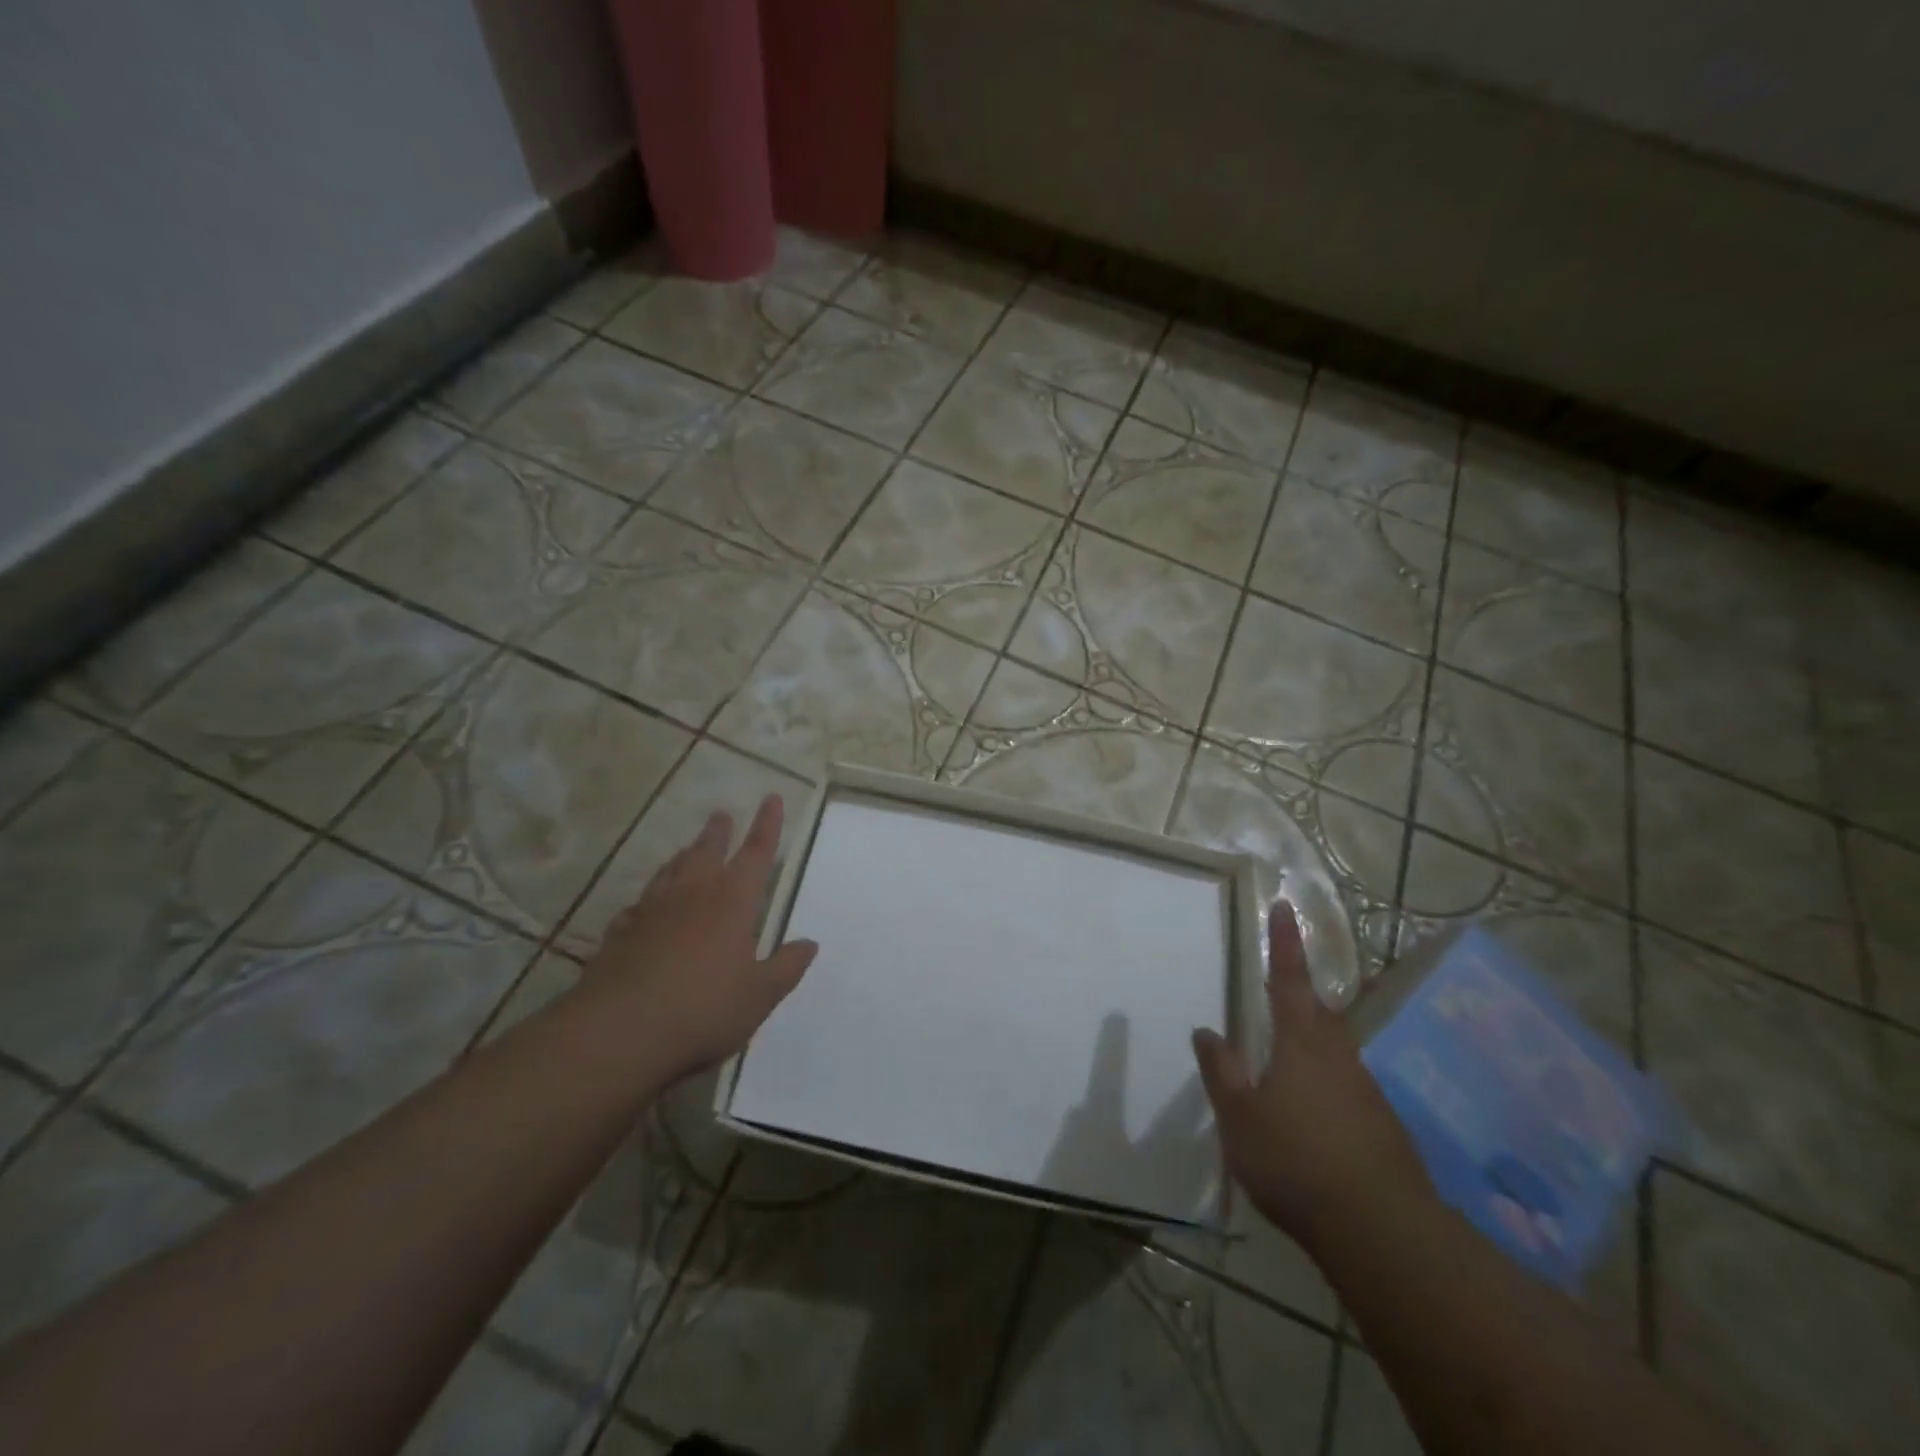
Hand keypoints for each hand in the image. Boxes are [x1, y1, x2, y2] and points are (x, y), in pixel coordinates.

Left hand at [582, 794, 818, 1079]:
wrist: (619, 1032)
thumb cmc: (703, 1010)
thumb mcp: (759, 996)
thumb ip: (786, 967)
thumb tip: (809, 943)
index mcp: (733, 902)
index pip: (756, 853)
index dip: (767, 825)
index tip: (772, 798)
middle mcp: (693, 895)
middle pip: (707, 852)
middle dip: (718, 832)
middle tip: (721, 814)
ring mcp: (652, 911)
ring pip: (671, 871)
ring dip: (683, 856)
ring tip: (688, 848)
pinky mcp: (620, 933)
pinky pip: (639, 904)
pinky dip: (649, 898)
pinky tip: (644, 906)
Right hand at [1193, 905, 1431, 1253]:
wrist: (1382, 1231)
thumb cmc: (1295, 1162)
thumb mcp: (1239, 1117)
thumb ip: (1221, 1071)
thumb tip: (1207, 1030)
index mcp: (1301, 1044)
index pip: (1288, 979)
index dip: (1284, 942)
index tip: (1285, 906)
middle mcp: (1338, 1056)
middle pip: (1320, 1013)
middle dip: (1301, 997)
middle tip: (1281, 996)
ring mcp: (1367, 1091)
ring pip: (1336, 1052)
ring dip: (1313, 1047)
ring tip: (1288, 1071)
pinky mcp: (1384, 1126)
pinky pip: (1349, 1090)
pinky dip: (1328, 1089)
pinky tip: (1315, 1122)